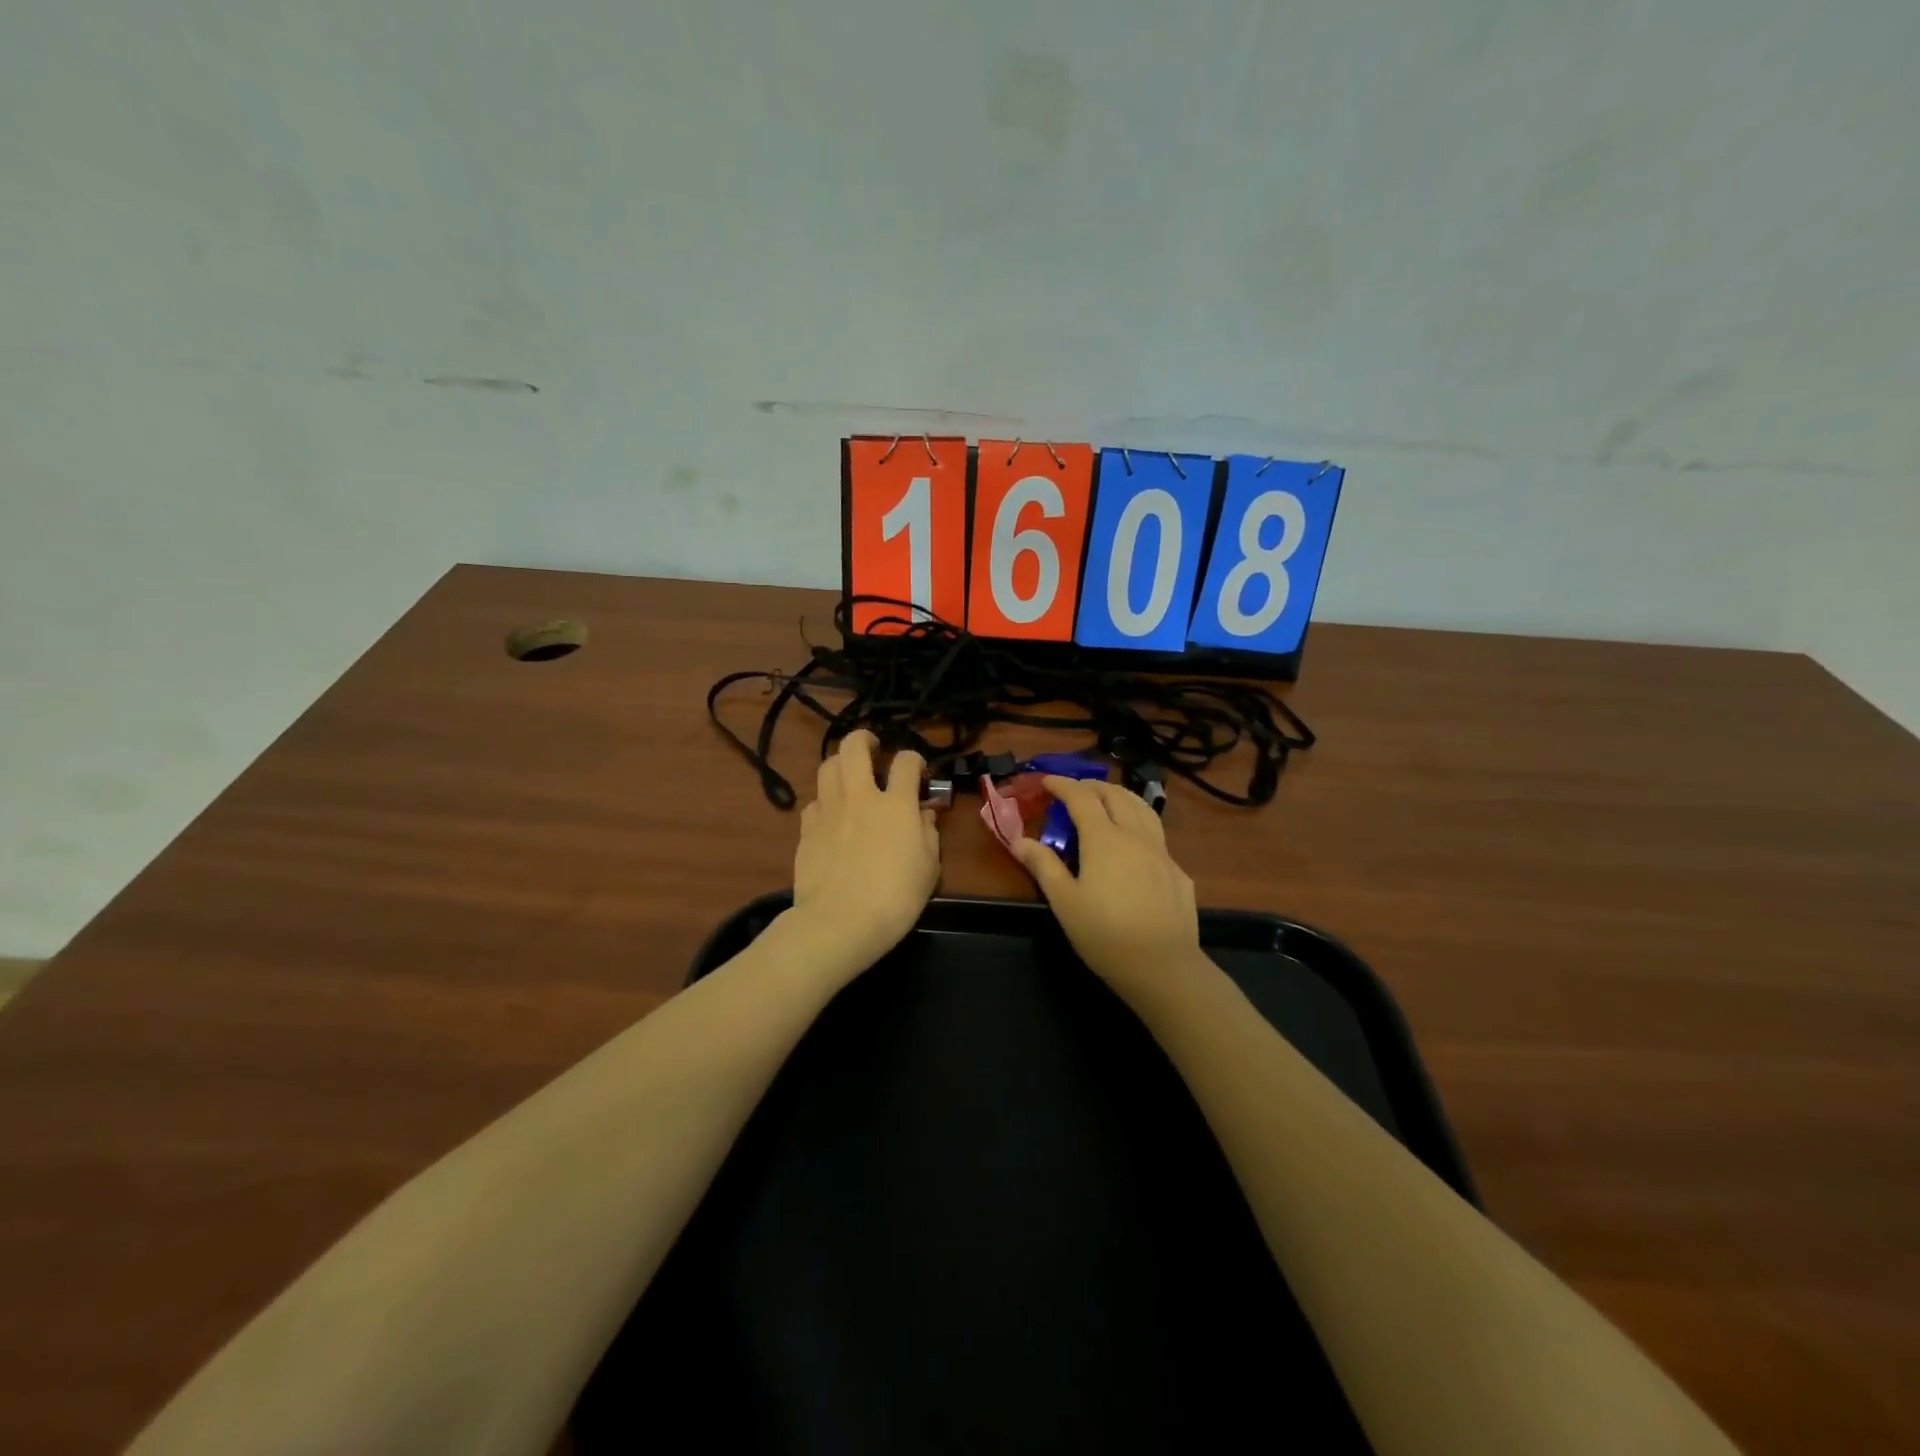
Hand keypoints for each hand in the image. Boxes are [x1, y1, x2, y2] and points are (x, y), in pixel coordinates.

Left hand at [788, 730, 940, 980]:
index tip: (918, 773)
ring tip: (850, 776)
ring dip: (841, 764)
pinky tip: (831, 815)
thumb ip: (928, 834)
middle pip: (854, 747)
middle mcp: (860, 797)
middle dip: (865, 739)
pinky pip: (814, 801)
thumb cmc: (895, 898)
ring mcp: (829, 810)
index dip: (915, 760)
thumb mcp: (929, 869)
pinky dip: (825, 801)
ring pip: (828, 766)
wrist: (840, 922)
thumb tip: (924, 815)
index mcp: (895, 804)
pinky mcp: (807, 829)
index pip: (907, 761)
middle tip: (873, 748)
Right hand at [1018, 776, 1202, 1001]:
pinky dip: (1139, 824)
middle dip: (1092, 785)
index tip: (1047, 780)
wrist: (1163, 966)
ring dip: (1120, 796)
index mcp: (1104, 838)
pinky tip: (1133, 843)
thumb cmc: (1105, 934)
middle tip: (1074, 790)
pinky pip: (1157, 834)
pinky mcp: (1178, 871)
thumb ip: (1043, 866)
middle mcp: (1135, 835)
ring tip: (1106, 801)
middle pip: (1115, 795)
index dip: (1063, 785)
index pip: (1081, 798)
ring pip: (1142, 808)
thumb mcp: (1064, 902)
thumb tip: (1019, 840)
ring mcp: (1161, 851)